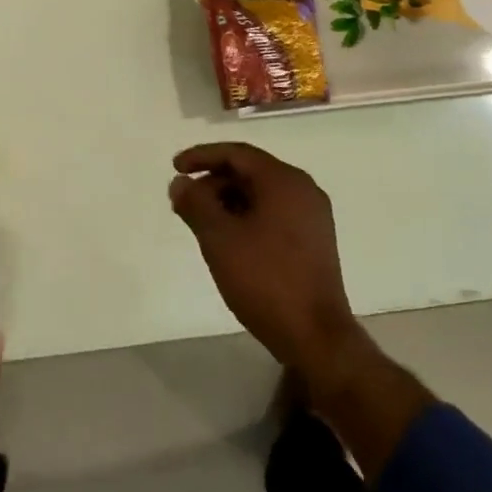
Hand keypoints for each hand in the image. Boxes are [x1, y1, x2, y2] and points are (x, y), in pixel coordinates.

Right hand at [168, 143, 363, 376]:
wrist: (316, 337)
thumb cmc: (266, 280)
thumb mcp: (219, 238)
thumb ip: (195, 204)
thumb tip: (180, 183)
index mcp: (284, 181)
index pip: (237, 154)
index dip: (202, 156)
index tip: (175, 167)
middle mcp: (303, 189)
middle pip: (250, 172)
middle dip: (213, 182)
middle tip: (185, 202)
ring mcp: (312, 216)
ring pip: (262, 194)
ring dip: (228, 201)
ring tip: (202, 223)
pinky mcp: (314, 240)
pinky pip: (274, 213)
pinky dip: (247, 216)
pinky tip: (229, 239)